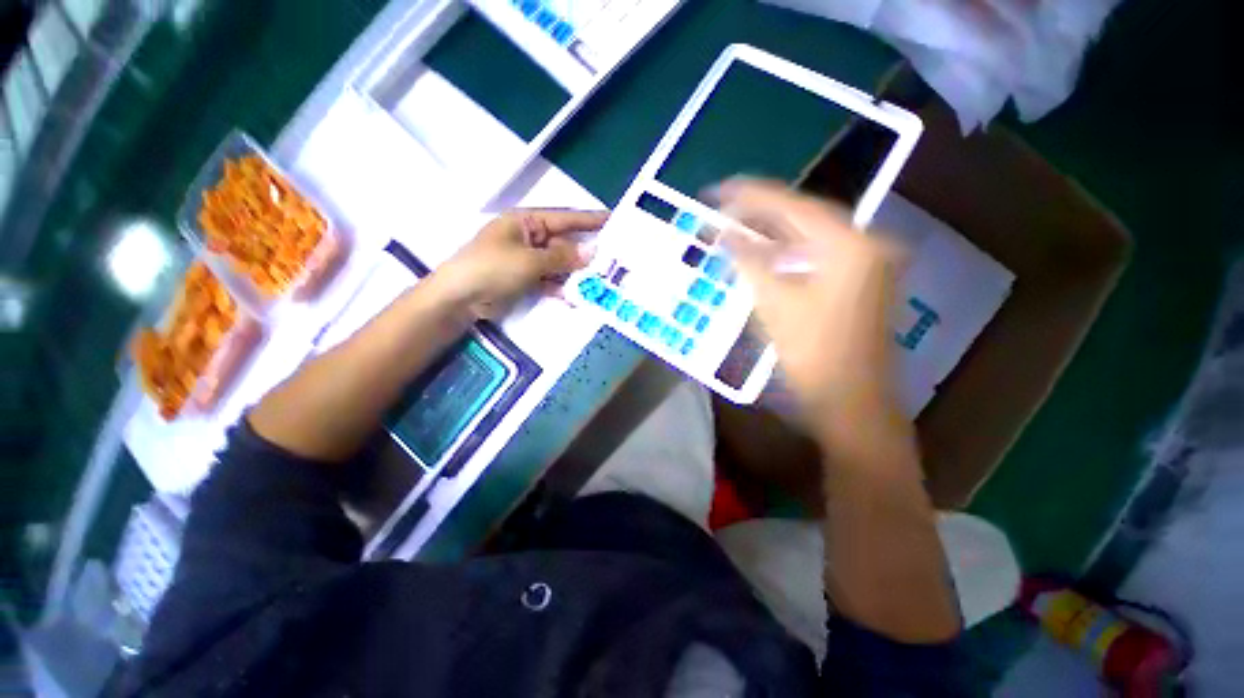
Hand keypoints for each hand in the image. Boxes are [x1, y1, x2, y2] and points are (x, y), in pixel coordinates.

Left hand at [433, 209, 607, 318]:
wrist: (460, 298)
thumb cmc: (492, 268)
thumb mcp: (529, 260)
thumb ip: (562, 258)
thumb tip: (593, 252)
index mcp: (527, 222)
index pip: (565, 218)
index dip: (590, 220)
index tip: (614, 220)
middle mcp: (530, 238)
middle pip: (565, 243)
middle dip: (587, 253)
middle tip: (614, 260)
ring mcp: (528, 260)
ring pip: (560, 264)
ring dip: (576, 274)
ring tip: (602, 282)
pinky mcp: (527, 279)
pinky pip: (551, 281)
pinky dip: (562, 288)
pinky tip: (577, 297)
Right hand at [717, 179, 900, 428]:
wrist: (850, 403)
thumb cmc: (812, 355)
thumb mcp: (773, 304)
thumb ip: (748, 260)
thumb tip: (723, 233)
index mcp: (850, 245)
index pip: (794, 206)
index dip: (752, 196)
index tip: (719, 189)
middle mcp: (868, 244)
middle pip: (806, 216)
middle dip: (762, 212)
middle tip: (724, 206)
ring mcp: (869, 263)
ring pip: (813, 235)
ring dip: (774, 232)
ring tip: (738, 224)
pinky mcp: (862, 281)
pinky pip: (820, 254)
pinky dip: (790, 252)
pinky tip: (766, 252)